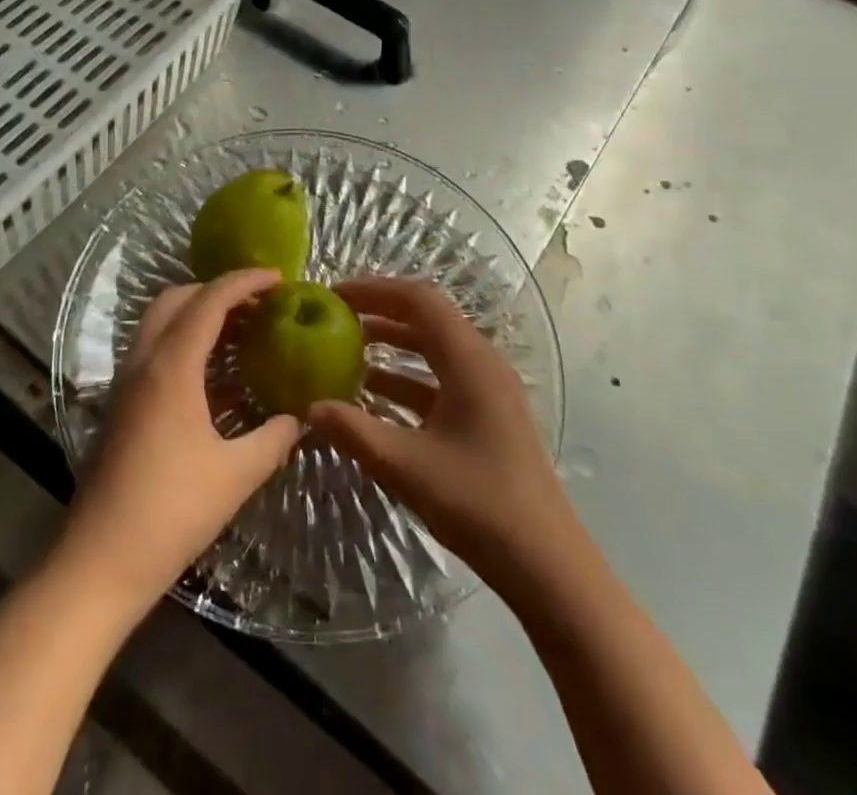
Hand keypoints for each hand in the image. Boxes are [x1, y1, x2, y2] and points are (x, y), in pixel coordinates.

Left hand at [54, 269, 300, 614]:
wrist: (98, 563)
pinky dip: (184, 342)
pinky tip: (214, 375)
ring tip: (241, 332)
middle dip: (217, 291)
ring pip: (161, 322)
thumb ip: (274, 439)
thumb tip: (302, 417)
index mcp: (171, 366)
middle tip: (258, 304)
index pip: (209, 300)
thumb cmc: (170, 512)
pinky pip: (154, 350)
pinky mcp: (120, 404)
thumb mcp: (235, 475)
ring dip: (198, 315)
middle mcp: (143, 361)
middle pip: (177, 299)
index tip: (278, 278)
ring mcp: (126, 382)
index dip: (244, 281)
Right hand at [309, 278, 571, 582]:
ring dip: (392, 346)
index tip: (333, 295)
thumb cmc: (478, 504)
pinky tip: (375, 398)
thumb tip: (309, 408)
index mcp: (469, 360)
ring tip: (346, 352)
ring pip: (434, 349)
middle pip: (426, 318)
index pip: (418, 299)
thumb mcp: (405, 466)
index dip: (373, 290)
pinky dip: (407, 378)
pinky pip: (441, 378)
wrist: (547, 565)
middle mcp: (482, 363)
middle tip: (334, 318)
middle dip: (379, 312)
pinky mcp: (488, 415)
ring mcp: (488, 390)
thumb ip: (353, 431)